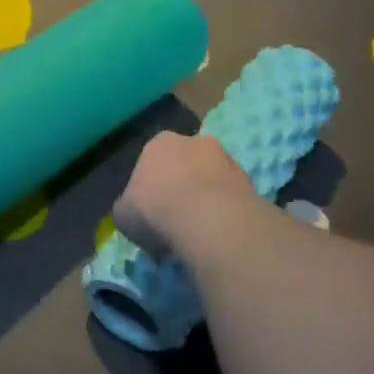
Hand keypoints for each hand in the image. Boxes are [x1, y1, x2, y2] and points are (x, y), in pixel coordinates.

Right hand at [113, 133, 259, 258]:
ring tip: (200, 229)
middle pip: (185, 163)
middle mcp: (194, 141)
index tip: (150, 208)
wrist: (207, 219)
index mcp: (158, 143)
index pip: (152, 159)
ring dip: (207, 197)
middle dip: (182, 185)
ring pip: (212, 178)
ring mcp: (226, 158)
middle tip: (176, 216)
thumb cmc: (155, 210)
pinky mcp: (250, 180)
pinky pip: (231, 196)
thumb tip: (134, 213)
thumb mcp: (123, 215)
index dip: (150, 185)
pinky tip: (219, 232)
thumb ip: (128, 208)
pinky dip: (226, 210)